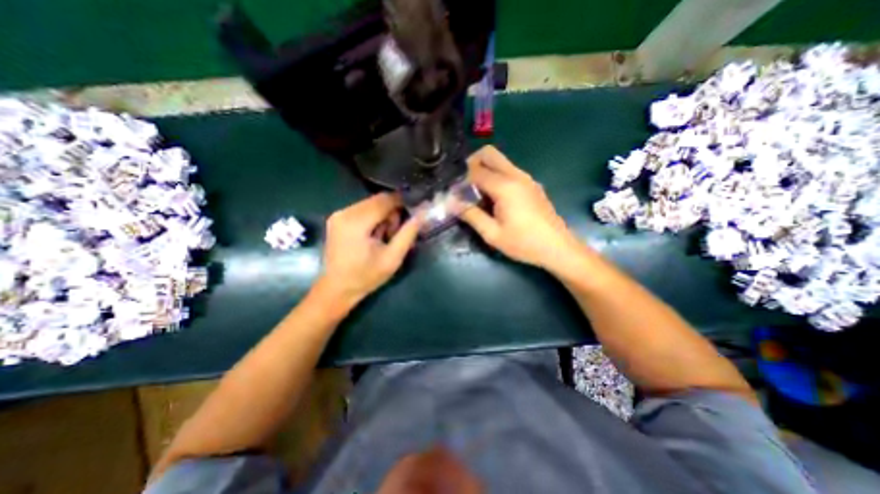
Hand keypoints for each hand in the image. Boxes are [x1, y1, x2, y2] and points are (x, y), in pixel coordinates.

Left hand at [321, 191, 421, 304]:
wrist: (337, 289)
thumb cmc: (366, 277)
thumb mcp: (392, 258)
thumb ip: (408, 233)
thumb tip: (422, 213)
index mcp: (356, 222)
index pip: (385, 200)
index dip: (402, 202)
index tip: (415, 211)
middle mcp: (345, 213)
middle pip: (377, 200)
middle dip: (392, 211)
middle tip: (396, 232)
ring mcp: (338, 214)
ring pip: (371, 203)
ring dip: (383, 215)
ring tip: (384, 236)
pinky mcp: (337, 218)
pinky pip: (362, 209)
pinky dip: (373, 217)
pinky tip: (374, 234)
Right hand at [461, 144, 582, 271]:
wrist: (558, 247)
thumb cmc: (524, 243)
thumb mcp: (493, 234)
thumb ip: (471, 215)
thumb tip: (452, 203)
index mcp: (505, 187)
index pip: (475, 171)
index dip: (461, 181)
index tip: (455, 195)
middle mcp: (516, 175)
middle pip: (489, 153)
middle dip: (472, 164)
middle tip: (465, 185)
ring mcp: (526, 178)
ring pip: (500, 161)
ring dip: (485, 170)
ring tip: (478, 194)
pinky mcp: (532, 184)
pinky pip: (509, 170)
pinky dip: (496, 176)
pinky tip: (495, 199)